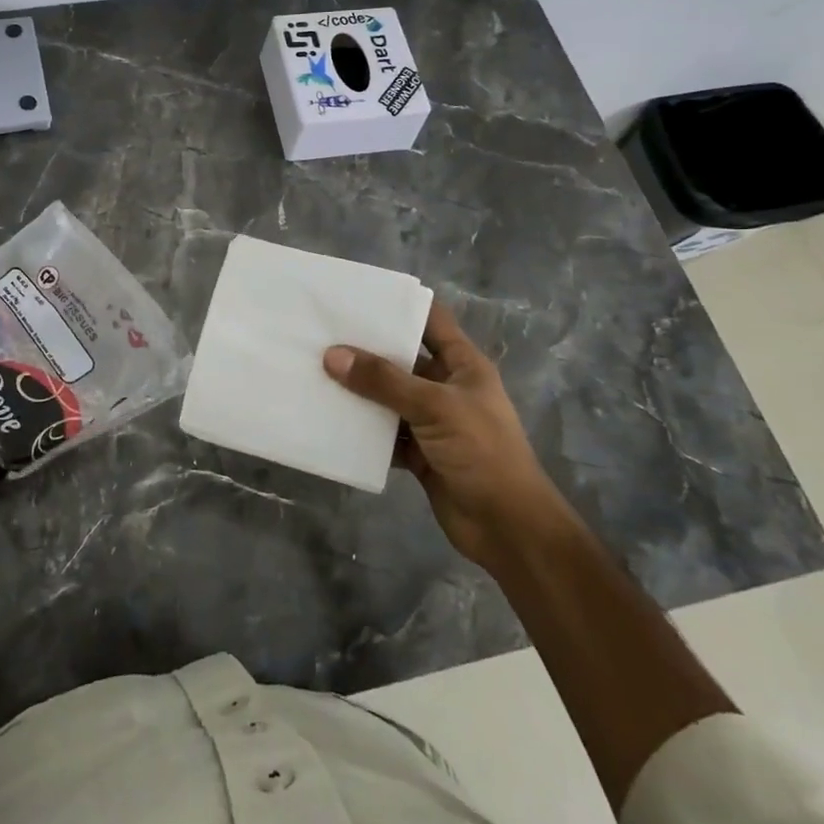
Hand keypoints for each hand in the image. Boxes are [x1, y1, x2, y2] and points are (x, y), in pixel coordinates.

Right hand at [323, 302, 562, 564]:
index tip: (357, 296)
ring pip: (388, 397)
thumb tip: (332, 355)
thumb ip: (383, 381)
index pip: (431, 321)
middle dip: (366, 349)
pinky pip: (384, 432)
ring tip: (316, 372)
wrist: (508, 528)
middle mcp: (446, 387)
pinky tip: (330, 418)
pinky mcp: (419, 452)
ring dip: (359, 390)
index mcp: (463, 365)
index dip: (400, 305)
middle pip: (402, 358)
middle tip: (321, 334)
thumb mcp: (434, 407)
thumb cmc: (482, 452)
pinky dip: (362, 428)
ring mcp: (432, 421)